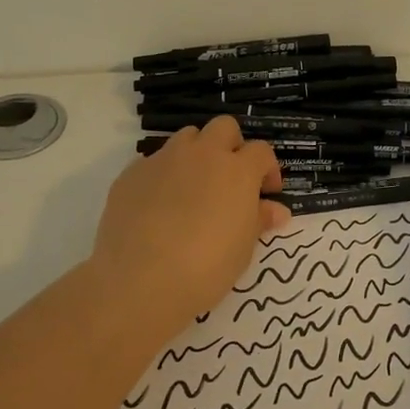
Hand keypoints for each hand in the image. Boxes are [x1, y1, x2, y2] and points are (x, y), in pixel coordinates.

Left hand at [89, 117, 291, 337]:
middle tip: (230, 179)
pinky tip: (158, 207)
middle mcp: (202, 154)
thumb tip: (277, 210)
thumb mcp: (243, 249)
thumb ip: (259, 220)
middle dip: (231, 146)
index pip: (261, 151)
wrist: (139, 280)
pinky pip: (153, 162)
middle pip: (224, 128)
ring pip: (186, 138)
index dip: (267, 169)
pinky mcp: (132, 173)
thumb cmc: (205, 268)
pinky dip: (163, 176)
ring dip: (196, 154)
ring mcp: (164, 160)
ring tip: (193, 188)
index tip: (266, 193)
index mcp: (237, 170)